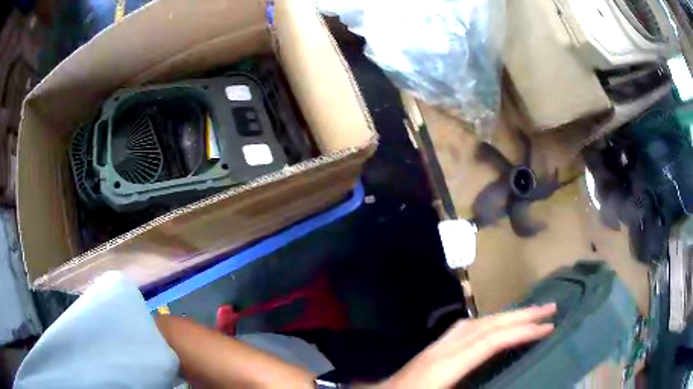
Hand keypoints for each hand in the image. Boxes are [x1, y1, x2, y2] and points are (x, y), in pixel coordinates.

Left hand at [380, 303, 555, 388]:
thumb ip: (477, 385)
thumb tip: (505, 378)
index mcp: (445, 366)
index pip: (491, 341)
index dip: (522, 332)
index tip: (548, 326)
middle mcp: (441, 349)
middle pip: (486, 324)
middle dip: (520, 314)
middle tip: (549, 308)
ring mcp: (434, 348)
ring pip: (476, 322)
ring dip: (505, 316)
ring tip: (528, 315)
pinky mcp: (431, 351)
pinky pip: (465, 329)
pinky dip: (487, 323)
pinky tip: (494, 328)